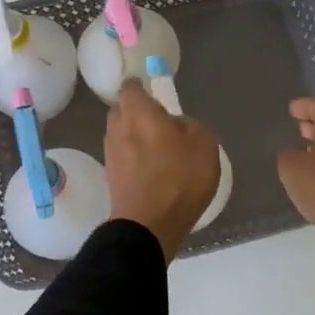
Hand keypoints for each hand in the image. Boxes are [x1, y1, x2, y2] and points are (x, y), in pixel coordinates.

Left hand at [105, 79, 220, 260]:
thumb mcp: (204, 143)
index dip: (140, 88)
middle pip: (122, 111)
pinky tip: (153, 172)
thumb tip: (177, 125)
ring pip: (121, 136)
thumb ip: (191, 125)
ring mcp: (111, 155)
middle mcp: (117, 128)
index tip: (153, 94)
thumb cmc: (179, 177)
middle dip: (137, 113)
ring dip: (135, 138)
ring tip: (159, 151)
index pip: (130, 88)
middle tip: (160, 123)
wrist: (149, 225)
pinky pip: (123, 159)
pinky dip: (134, 160)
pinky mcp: (111, 179)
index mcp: (138, 112)